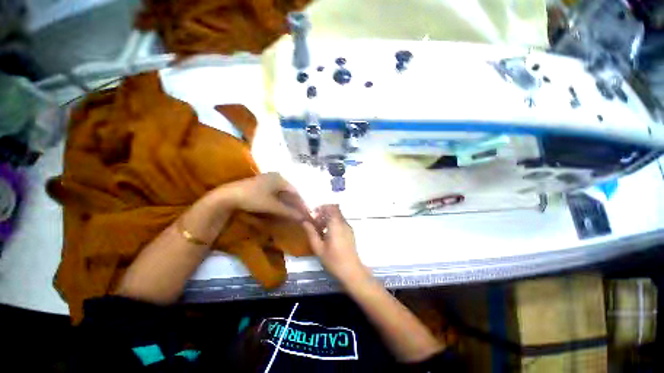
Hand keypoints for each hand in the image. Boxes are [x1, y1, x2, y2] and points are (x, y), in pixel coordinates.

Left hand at [213, 172, 307, 220]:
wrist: (227, 196)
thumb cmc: (253, 198)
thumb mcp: (273, 206)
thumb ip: (288, 211)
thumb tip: (303, 218)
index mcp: (280, 178)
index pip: (295, 191)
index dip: (301, 202)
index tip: (304, 212)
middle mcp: (275, 176)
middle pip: (289, 191)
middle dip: (294, 203)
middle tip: (298, 214)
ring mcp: (267, 180)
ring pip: (282, 193)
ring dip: (286, 203)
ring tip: (290, 212)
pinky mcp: (260, 185)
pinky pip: (275, 193)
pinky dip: (279, 201)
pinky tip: (280, 208)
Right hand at [302, 205, 369, 283]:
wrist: (352, 271)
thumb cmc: (333, 260)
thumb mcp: (319, 248)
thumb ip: (311, 233)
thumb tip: (304, 222)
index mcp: (336, 224)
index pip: (332, 207)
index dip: (322, 208)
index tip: (314, 214)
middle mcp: (344, 223)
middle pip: (335, 211)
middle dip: (324, 213)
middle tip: (315, 222)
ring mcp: (348, 228)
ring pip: (338, 217)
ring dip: (328, 219)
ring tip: (319, 229)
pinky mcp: (350, 233)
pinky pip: (341, 223)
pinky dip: (333, 224)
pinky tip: (327, 235)